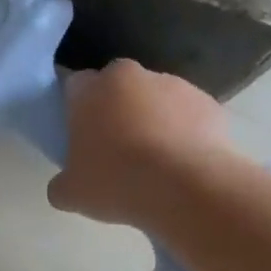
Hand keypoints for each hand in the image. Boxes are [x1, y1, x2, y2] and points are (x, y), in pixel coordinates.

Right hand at [48, 60, 232, 228]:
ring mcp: (175, 85)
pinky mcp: (209, 103)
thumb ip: (61, 183)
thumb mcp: (70, 194)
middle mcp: (132, 76)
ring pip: (154, 99)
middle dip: (114, 110)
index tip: (78, 135)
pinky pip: (187, 116)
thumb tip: (64, 186)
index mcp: (91, 89)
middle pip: (116, 88)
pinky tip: (180, 165)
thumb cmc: (117, 182)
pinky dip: (182, 133)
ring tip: (153, 162)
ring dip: (150, 120)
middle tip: (114, 148)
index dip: (74, 109)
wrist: (188, 188)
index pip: (74, 86)